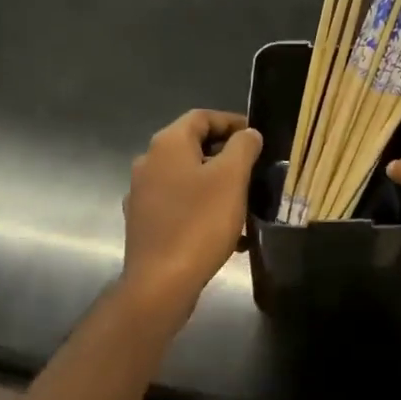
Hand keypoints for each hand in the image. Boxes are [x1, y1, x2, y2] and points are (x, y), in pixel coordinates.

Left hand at [121, 109, 262, 313]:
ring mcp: (142, 194)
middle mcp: (148, 162)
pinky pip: (179, 205)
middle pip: (192, 146)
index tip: (257, 136)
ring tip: (245, 200)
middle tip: (255, 168)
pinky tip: (226, 231)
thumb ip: (243, 147)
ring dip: (216, 183)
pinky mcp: (144, 222)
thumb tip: (247, 134)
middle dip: (225, 154)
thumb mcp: (231, 178)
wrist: (161, 282)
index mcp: (167, 144)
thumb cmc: (199, 223)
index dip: (231, 121)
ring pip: (186, 177)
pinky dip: (202, 207)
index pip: (201, 117)